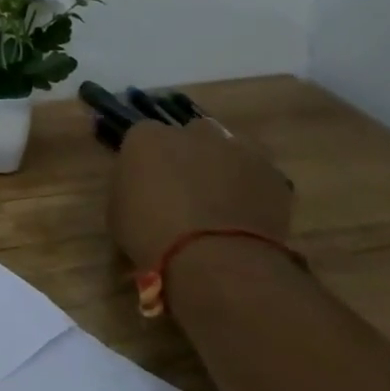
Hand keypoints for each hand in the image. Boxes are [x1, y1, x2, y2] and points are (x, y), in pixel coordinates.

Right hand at [105, 118, 292, 269]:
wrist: (215, 258)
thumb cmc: (150, 235)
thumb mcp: (117, 210)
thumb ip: (130, 186)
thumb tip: (141, 187)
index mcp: (147, 137)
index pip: (142, 135)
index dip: (145, 159)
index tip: (145, 181)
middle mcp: (191, 132)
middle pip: (188, 135)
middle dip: (187, 155)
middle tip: (183, 189)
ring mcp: (236, 149)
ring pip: (227, 149)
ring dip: (222, 166)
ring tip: (219, 201)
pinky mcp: (272, 173)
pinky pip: (257, 174)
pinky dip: (251, 188)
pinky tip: (245, 214)